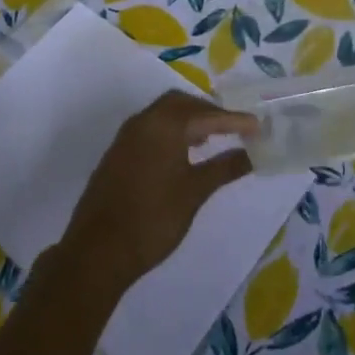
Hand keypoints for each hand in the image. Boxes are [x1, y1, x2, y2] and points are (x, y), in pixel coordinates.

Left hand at [59, 91, 258, 294]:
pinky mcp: (117, 153)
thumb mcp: (194, 193)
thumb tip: (251, 154)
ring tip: (210, 139)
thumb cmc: (153, 219)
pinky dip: (171, 132)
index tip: (258, 127)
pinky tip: (181, 155)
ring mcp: (126, 136)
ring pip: (163, 114)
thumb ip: (224, 168)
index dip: (234, 121)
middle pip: (181, 103)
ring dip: (188, 120)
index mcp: (164, 124)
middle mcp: (143, 121)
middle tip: (232, 128)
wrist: (97, 252)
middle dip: (208, 112)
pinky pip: (150, 128)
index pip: (207, 114)